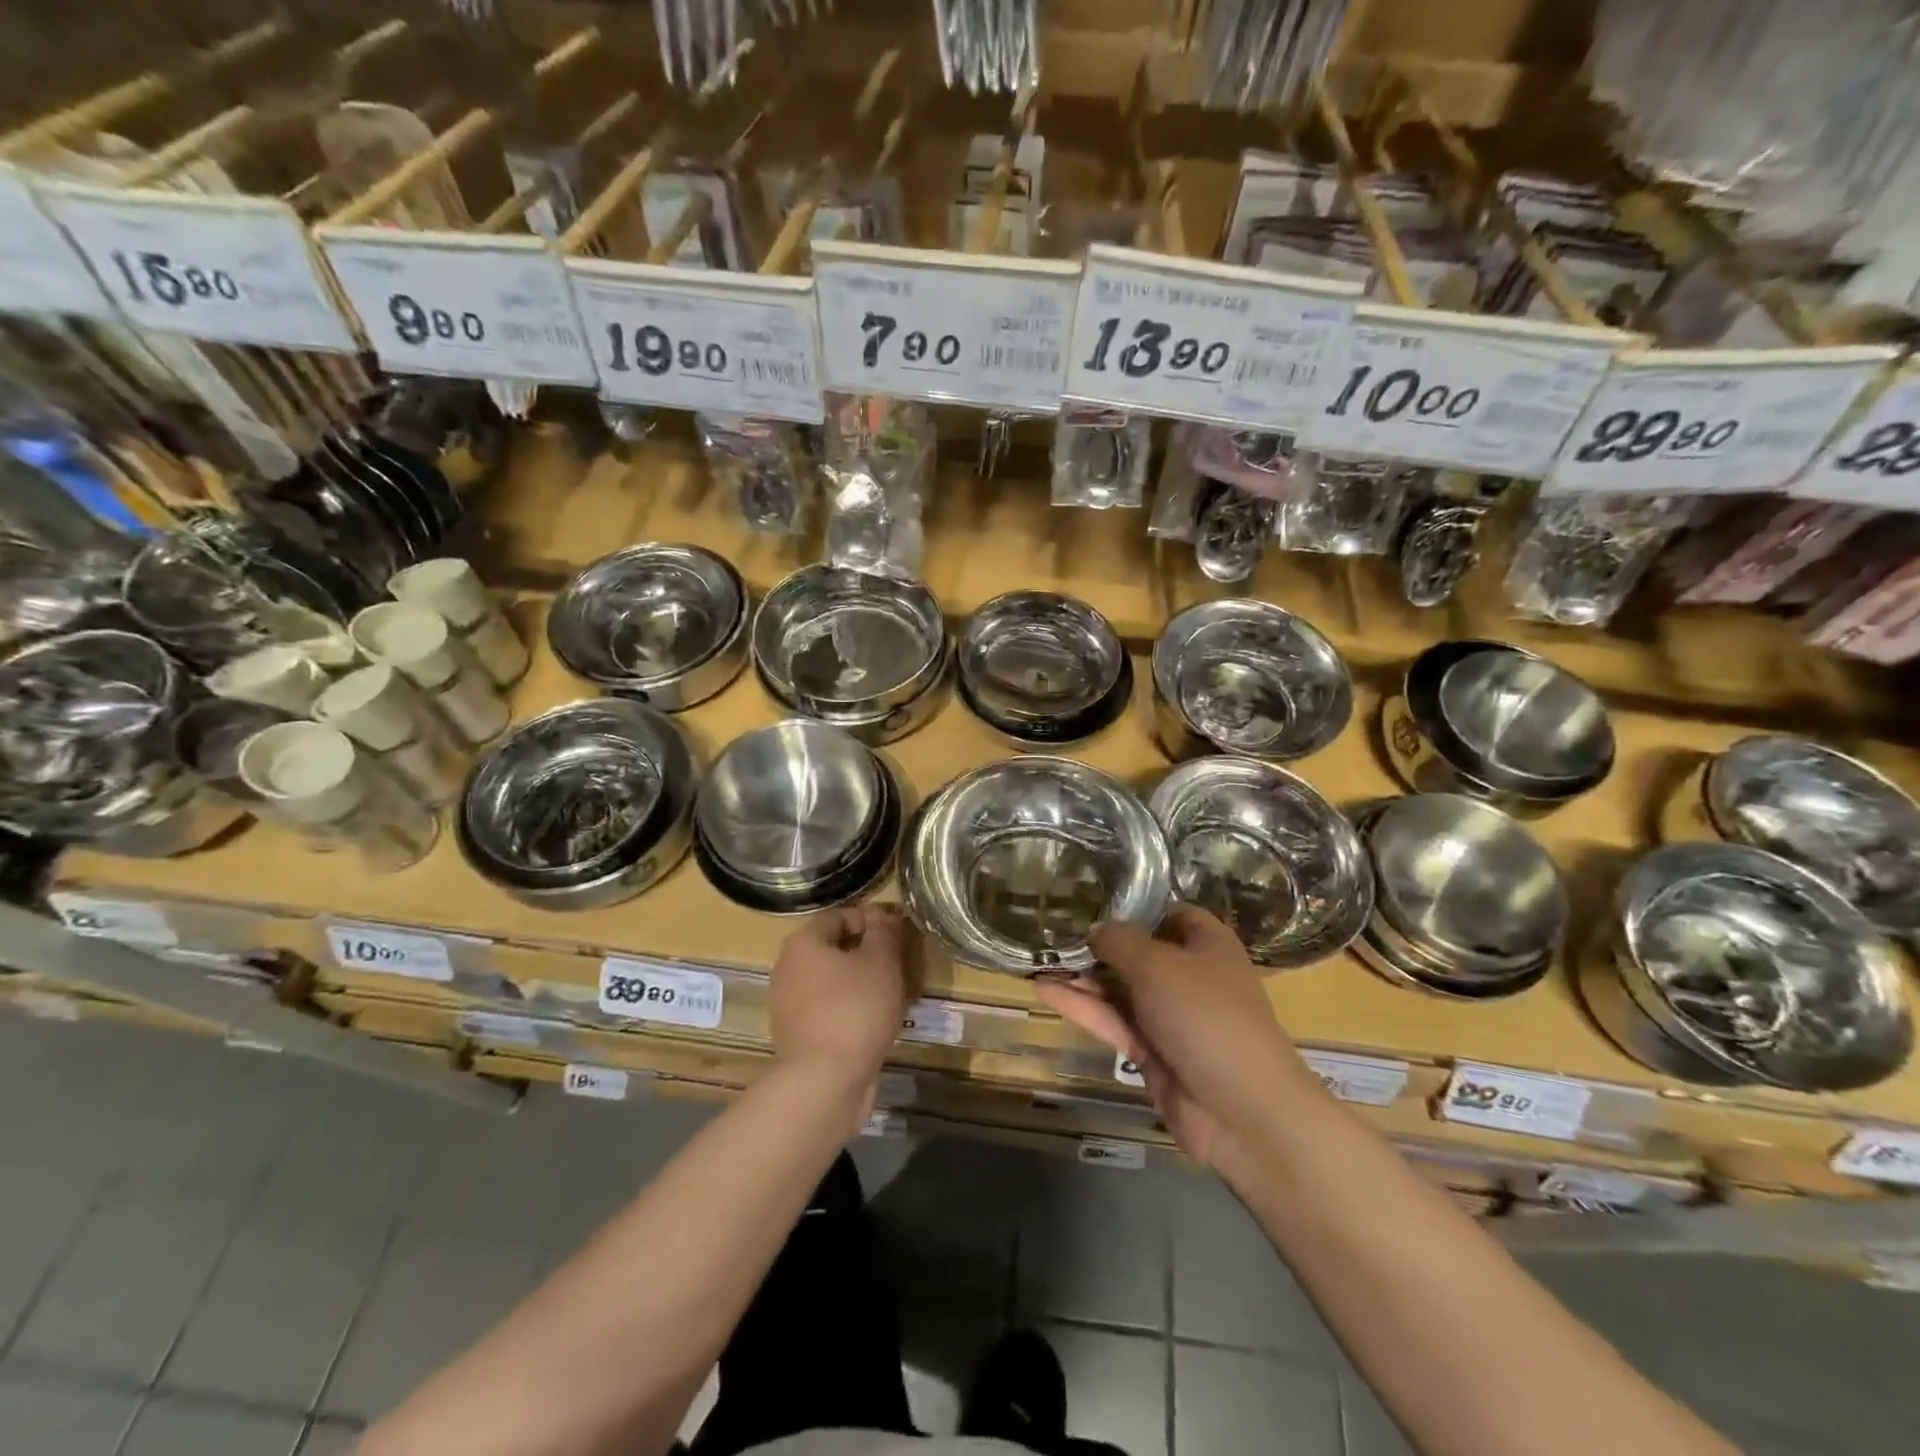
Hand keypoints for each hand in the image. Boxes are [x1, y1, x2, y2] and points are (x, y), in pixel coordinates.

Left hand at [770, 905, 909, 1094]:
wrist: (825, 1081)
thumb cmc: (855, 1008)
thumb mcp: (881, 962)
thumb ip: (884, 932)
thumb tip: (885, 916)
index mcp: (803, 943)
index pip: (839, 916)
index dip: (871, 919)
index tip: (897, 933)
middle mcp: (787, 968)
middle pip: (832, 949)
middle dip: (865, 952)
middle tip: (896, 963)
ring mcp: (787, 1004)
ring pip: (830, 981)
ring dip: (858, 983)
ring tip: (890, 994)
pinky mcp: (796, 1035)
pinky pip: (827, 1010)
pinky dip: (848, 1010)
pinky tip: (872, 1022)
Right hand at [1036, 906, 1314, 1166]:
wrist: (1241, 1111)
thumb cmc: (1205, 1015)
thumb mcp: (1157, 965)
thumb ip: (1120, 941)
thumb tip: (1096, 928)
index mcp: (1206, 944)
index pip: (1169, 914)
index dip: (1134, 907)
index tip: (1091, 900)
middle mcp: (1189, 976)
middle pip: (1138, 952)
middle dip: (1098, 944)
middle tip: (1050, 929)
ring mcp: (1170, 1017)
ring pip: (1120, 988)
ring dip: (1083, 976)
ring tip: (1037, 958)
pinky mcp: (1152, 1052)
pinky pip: (1113, 1020)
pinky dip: (1082, 1006)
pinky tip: (1044, 989)